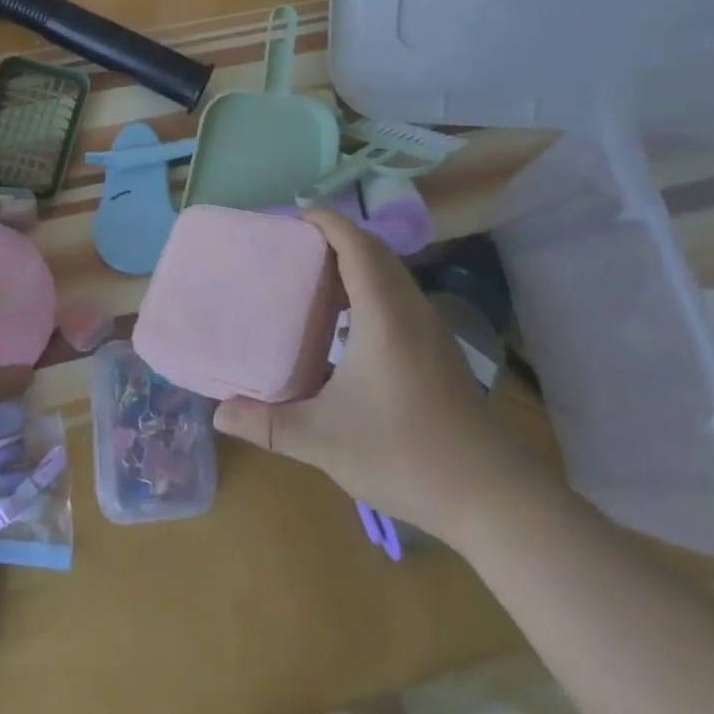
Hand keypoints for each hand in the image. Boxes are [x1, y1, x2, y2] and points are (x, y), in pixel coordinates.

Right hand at [213, 209, 525, 537]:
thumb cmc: (405, 454)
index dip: (325, 222)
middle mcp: (410, 309)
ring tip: (314, 281)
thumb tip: (220, 412)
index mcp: (383, 313)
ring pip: (391, 275)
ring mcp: (431, 329)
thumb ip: (269, 424)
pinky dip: (371, 290)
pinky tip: (347, 329)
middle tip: (293, 248)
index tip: (291, 218)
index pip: (356, 243)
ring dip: (356, 264)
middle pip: (374, 251)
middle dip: (335, 238)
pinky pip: (400, 298)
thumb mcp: (325, 440)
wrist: (493, 496)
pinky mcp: (440, 351)